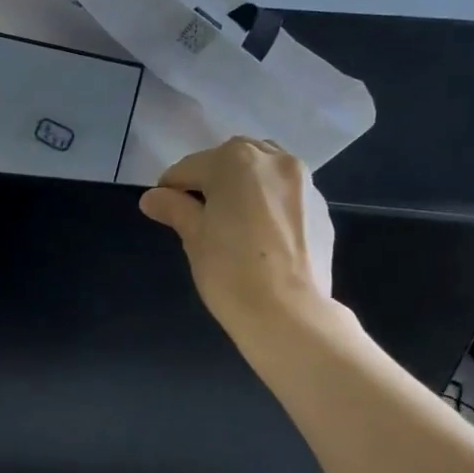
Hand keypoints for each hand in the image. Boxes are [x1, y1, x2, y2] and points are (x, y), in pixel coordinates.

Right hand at [139, 137, 336, 336]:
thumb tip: (152, 197)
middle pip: (231, 161)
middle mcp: (274, 160)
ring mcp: (304, 183)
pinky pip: (285, 196)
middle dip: (211, 179)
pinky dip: (268, 204)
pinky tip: (260, 236)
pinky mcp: (321, 208)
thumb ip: (174, 208)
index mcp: (235, 160)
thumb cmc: (230, 270)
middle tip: (197, 213)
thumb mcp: (194, 237)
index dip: (170, 189)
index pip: (189, 168)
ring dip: (244, 186)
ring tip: (232, 220)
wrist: (289, 312)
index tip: (162, 210)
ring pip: (264, 173)